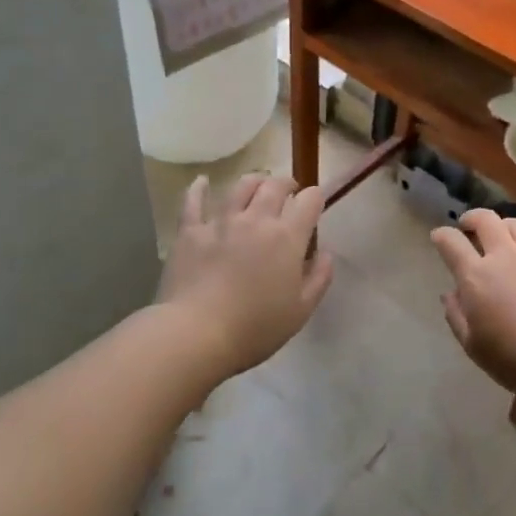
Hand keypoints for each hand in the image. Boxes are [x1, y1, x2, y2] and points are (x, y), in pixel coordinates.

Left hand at [157, 174, 333, 376]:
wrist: (196, 333)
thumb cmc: (255, 328)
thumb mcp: (300, 311)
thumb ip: (319, 278)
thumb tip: (325, 253)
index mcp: (287, 237)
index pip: (309, 201)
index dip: (315, 197)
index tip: (315, 202)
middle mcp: (256, 219)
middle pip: (275, 186)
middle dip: (286, 183)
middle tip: (289, 190)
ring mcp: (221, 222)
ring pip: (240, 187)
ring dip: (254, 181)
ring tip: (257, 185)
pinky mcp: (190, 231)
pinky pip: (194, 201)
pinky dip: (199, 188)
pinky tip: (202, 182)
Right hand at [430, 210, 515, 395]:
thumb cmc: (514, 359)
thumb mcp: (473, 346)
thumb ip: (457, 316)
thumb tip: (449, 294)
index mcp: (476, 276)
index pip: (451, 243)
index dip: (441, 236)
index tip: (438, 237)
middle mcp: (505, 256)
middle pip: (486, 221)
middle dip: (473, 218)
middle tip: (469, 225)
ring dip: (508, 225)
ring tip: (505, 232)